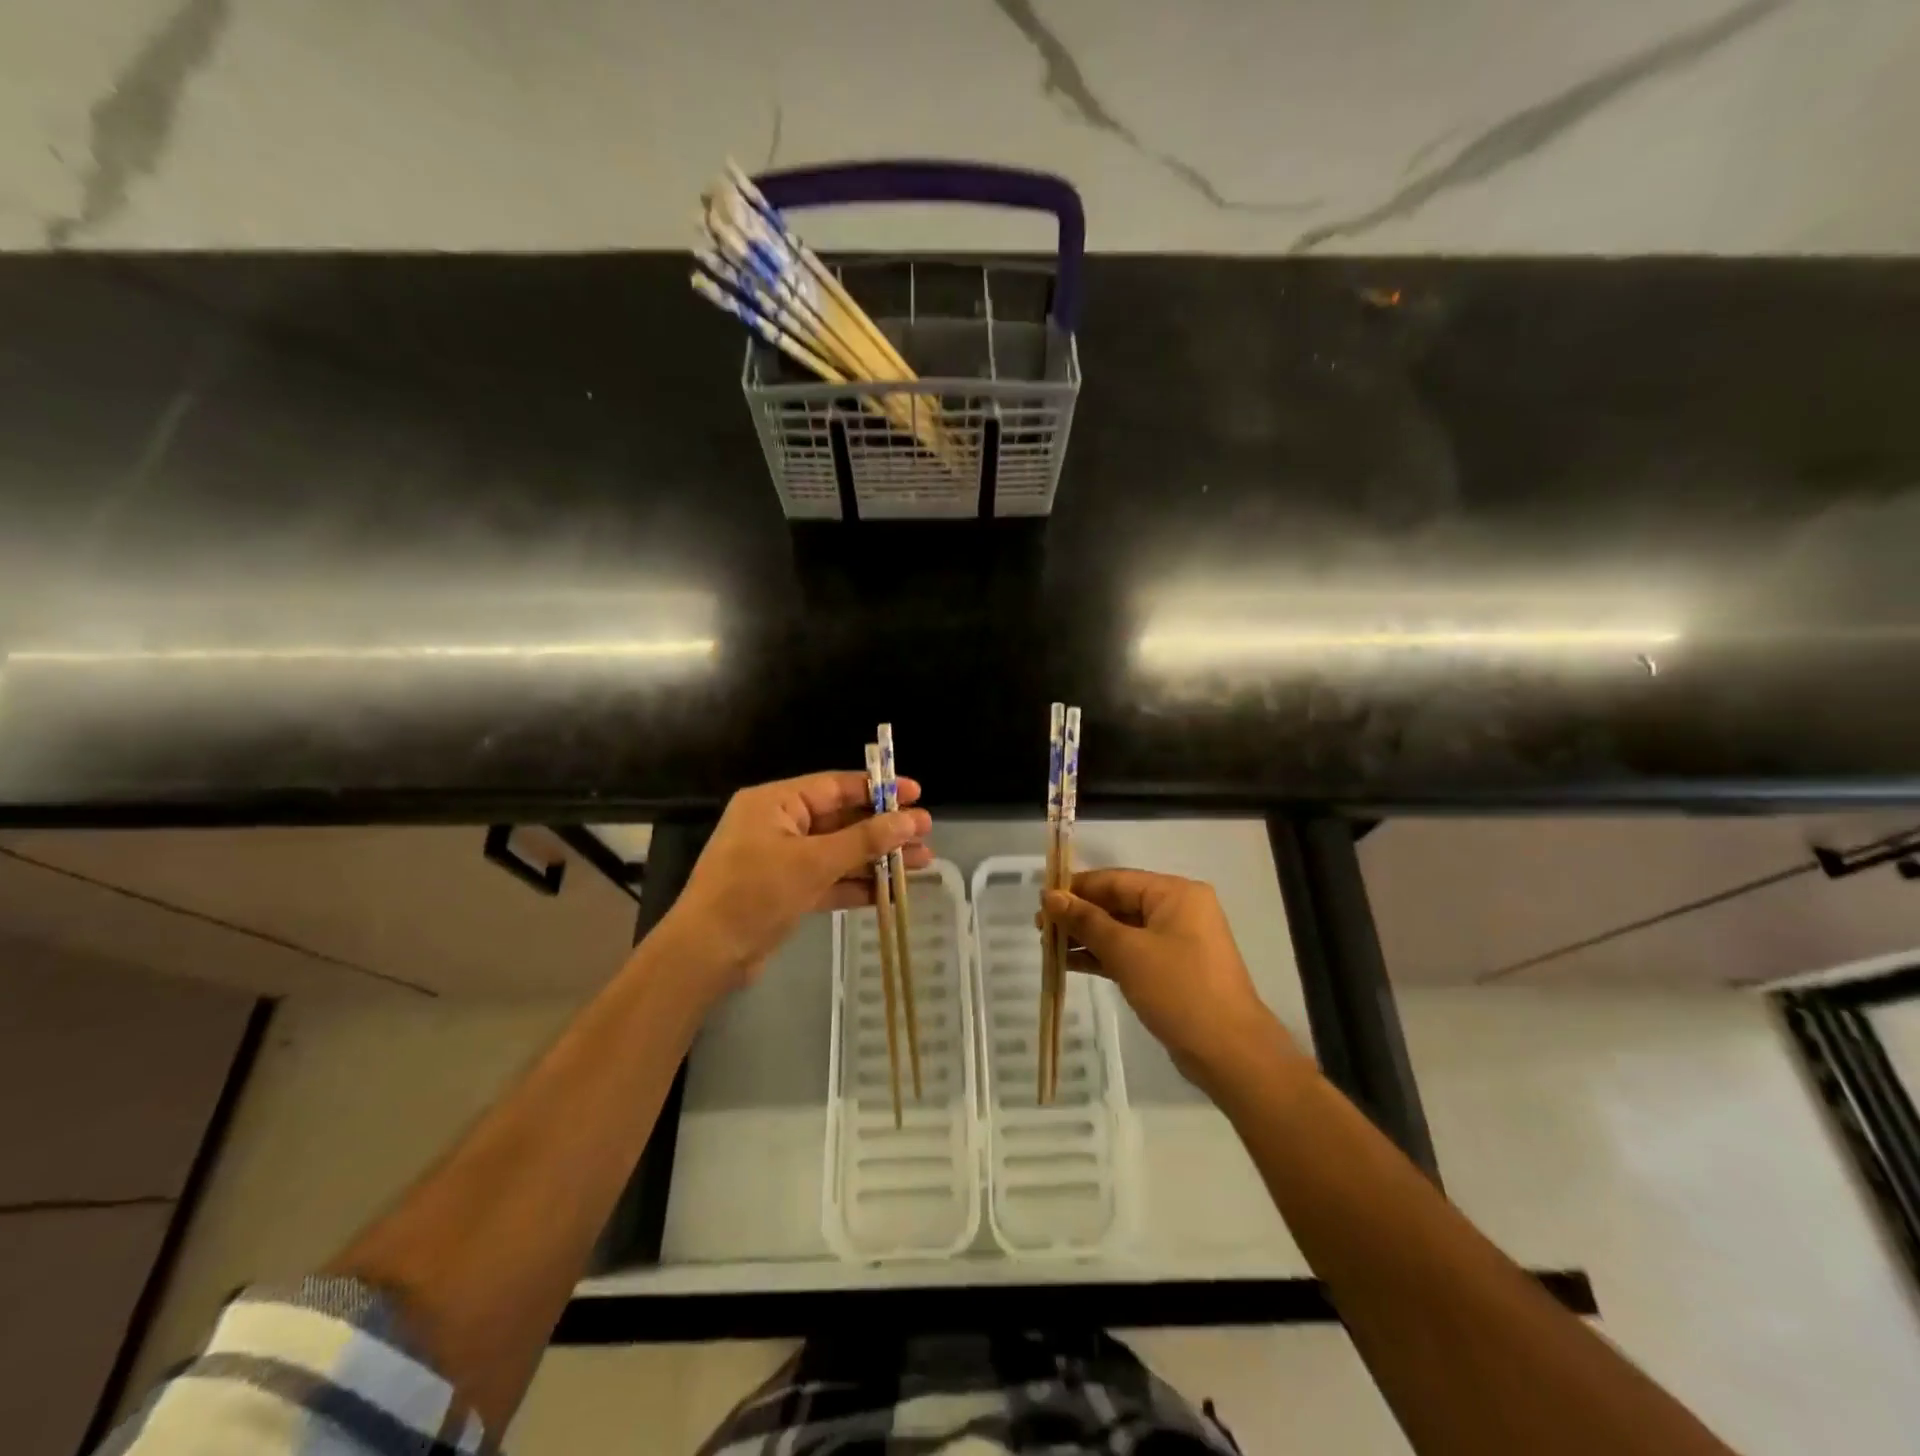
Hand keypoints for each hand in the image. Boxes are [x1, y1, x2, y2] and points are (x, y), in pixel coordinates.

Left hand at [654, 771, 931, 993]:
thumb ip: (864, 840)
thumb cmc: (754, 894)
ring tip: (922, 862)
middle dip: (884, 829)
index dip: (878, 789)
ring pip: (840, 853)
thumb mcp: (813, 863)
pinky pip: (829, 880)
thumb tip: (910, 821)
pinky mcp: (787, 892)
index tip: (915, 794)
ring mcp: (783, 861)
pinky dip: (857, 885)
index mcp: (775, 803)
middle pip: (842, 820)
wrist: (705, 956)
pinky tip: (892, 892)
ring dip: (877, 859)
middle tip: (926, 833)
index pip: (835, 787)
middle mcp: (779, 825)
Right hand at [1043, 869, 1298, 1093]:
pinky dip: (1104, 956)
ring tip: (1047, 946)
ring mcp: (1177, 941)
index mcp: (1175, 893)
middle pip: (1118, 903)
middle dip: (1079, 915)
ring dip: (1087, 937)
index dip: (1076, 888)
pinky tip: (1070, 963)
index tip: (1041, 899)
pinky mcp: (1173, 970)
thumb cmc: (1179, 990)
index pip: (1115, 880)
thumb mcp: (1127, 951)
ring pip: (1122, 930)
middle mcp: (1178, 910)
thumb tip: (1050, 896)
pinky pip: (1131, 952)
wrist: (1230, 1053)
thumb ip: (1086, 921)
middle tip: (1039, 926)